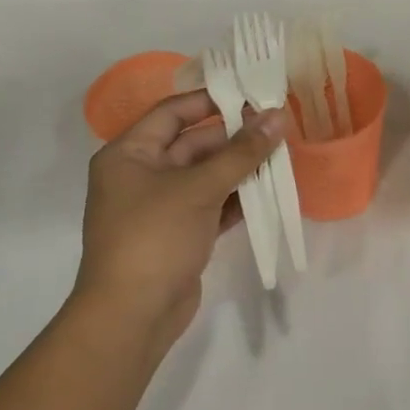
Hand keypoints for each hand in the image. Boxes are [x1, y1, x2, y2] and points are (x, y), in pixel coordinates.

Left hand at [73, 90, 284, 361]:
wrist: (132, 315)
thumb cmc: (155, 237)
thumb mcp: (199, 188)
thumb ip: (241, 152)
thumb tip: (277, 117)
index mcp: (128, 154)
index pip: (172, 113)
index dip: (211, 101)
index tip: (252, 94)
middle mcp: (140, 175)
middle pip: (192, 144)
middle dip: (234, 137)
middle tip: (277, 128)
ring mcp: (160, 207)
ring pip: (205, 176)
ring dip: (239, 168)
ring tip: (281, 156)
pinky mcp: (178, 234)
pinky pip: (210, 205)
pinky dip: (236, 199)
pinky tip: (268, 192)